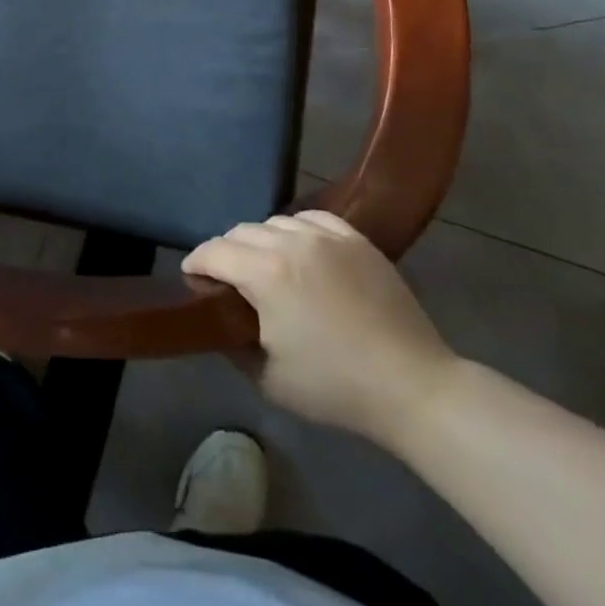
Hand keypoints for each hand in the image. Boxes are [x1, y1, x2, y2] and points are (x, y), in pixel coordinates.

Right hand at [183, 211, 456, 444]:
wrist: (412, 386)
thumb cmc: (335, 387)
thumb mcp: (268, 378)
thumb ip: (232, 343)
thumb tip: (218, 321)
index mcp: (265, 273)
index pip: (213, 252)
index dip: (196, 263)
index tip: (192, 278)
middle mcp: (290, 242)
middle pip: (241, 232)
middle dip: (226, 252)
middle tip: (229, 280)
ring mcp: (326, 236)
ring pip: (275, 222)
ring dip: (261, 240)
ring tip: (267, 265)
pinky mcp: (356, 239)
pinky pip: (312, 219)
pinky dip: (297, 230)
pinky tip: (301, 250)